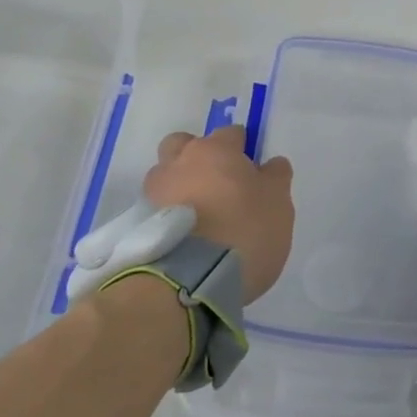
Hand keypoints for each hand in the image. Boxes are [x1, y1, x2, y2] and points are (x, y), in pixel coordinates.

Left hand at [145, 126, 293, 302]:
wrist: (189, 282)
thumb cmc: (243, 231)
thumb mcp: (278, 204)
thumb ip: (276, 178)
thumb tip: (270, 165)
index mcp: (215, 150)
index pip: (231, 134)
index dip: (242, 149)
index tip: (251, 172)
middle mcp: (178, 162)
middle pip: (184, 145)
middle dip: (197, 157)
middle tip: (217, 185)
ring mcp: (153, 192)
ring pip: (166, 177)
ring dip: (178, 187)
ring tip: (197, 217)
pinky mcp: (137, 224)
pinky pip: (155, 209)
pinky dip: (167, 215)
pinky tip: (183, 236)